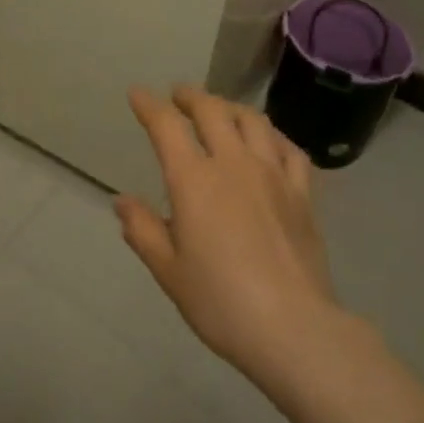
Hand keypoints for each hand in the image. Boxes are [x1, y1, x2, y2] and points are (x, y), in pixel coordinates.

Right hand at [117, 85, 342, 381]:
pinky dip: (273, 135)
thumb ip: (143, 230)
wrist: (293, 328)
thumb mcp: (169, 271)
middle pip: (212, 110)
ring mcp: (272, 174)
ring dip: (230, 107)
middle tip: (178, 95)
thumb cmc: (221, 302)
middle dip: (191, 96)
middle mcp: (233, 163)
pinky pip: (289, 148)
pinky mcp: (302, 192)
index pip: (166, 126)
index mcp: (194, 180)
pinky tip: (268, 141)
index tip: (137, 94)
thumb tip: (121, 201)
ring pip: (252, 120)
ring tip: (221, 110)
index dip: (149, 105)